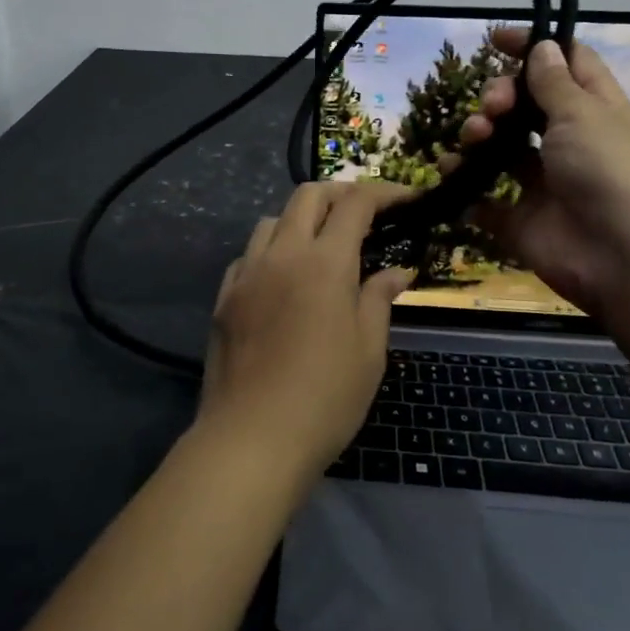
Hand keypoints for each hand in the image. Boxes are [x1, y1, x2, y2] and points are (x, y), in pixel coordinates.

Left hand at [200, 183, 414, 480]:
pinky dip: (271, 250)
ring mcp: (247, 272)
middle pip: (308, 196)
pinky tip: (282, 278)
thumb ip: (379, 300)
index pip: (355, 204)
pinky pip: (248, 254)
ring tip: (320, 245)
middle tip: (364, 212)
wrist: (252, 438)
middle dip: (340, 192)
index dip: (383, 192)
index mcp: (324, 263)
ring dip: (300, 219)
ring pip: (272, 220)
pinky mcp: (224, 296)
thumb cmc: (325, 398)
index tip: (405, 198)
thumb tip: (396, 271)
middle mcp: (282, 254)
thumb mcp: (368, 351)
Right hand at [447, 31, 629, 310]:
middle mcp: (570, 143)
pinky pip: (485, 200)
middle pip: (525, 105)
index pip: (566, 65)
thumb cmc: (612, 173)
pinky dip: (466, 189)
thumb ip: (554, 82)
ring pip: (500, 149)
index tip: (495, 39)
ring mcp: (545, 184)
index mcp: (596, 111)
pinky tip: (453, 177)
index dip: (534, 47)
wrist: (629, 263)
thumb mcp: (584, 115)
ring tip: (473, 141)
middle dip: (499, 97)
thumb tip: (544, 46)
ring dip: (478, 137)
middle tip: (492, 107)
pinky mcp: (522, 222)